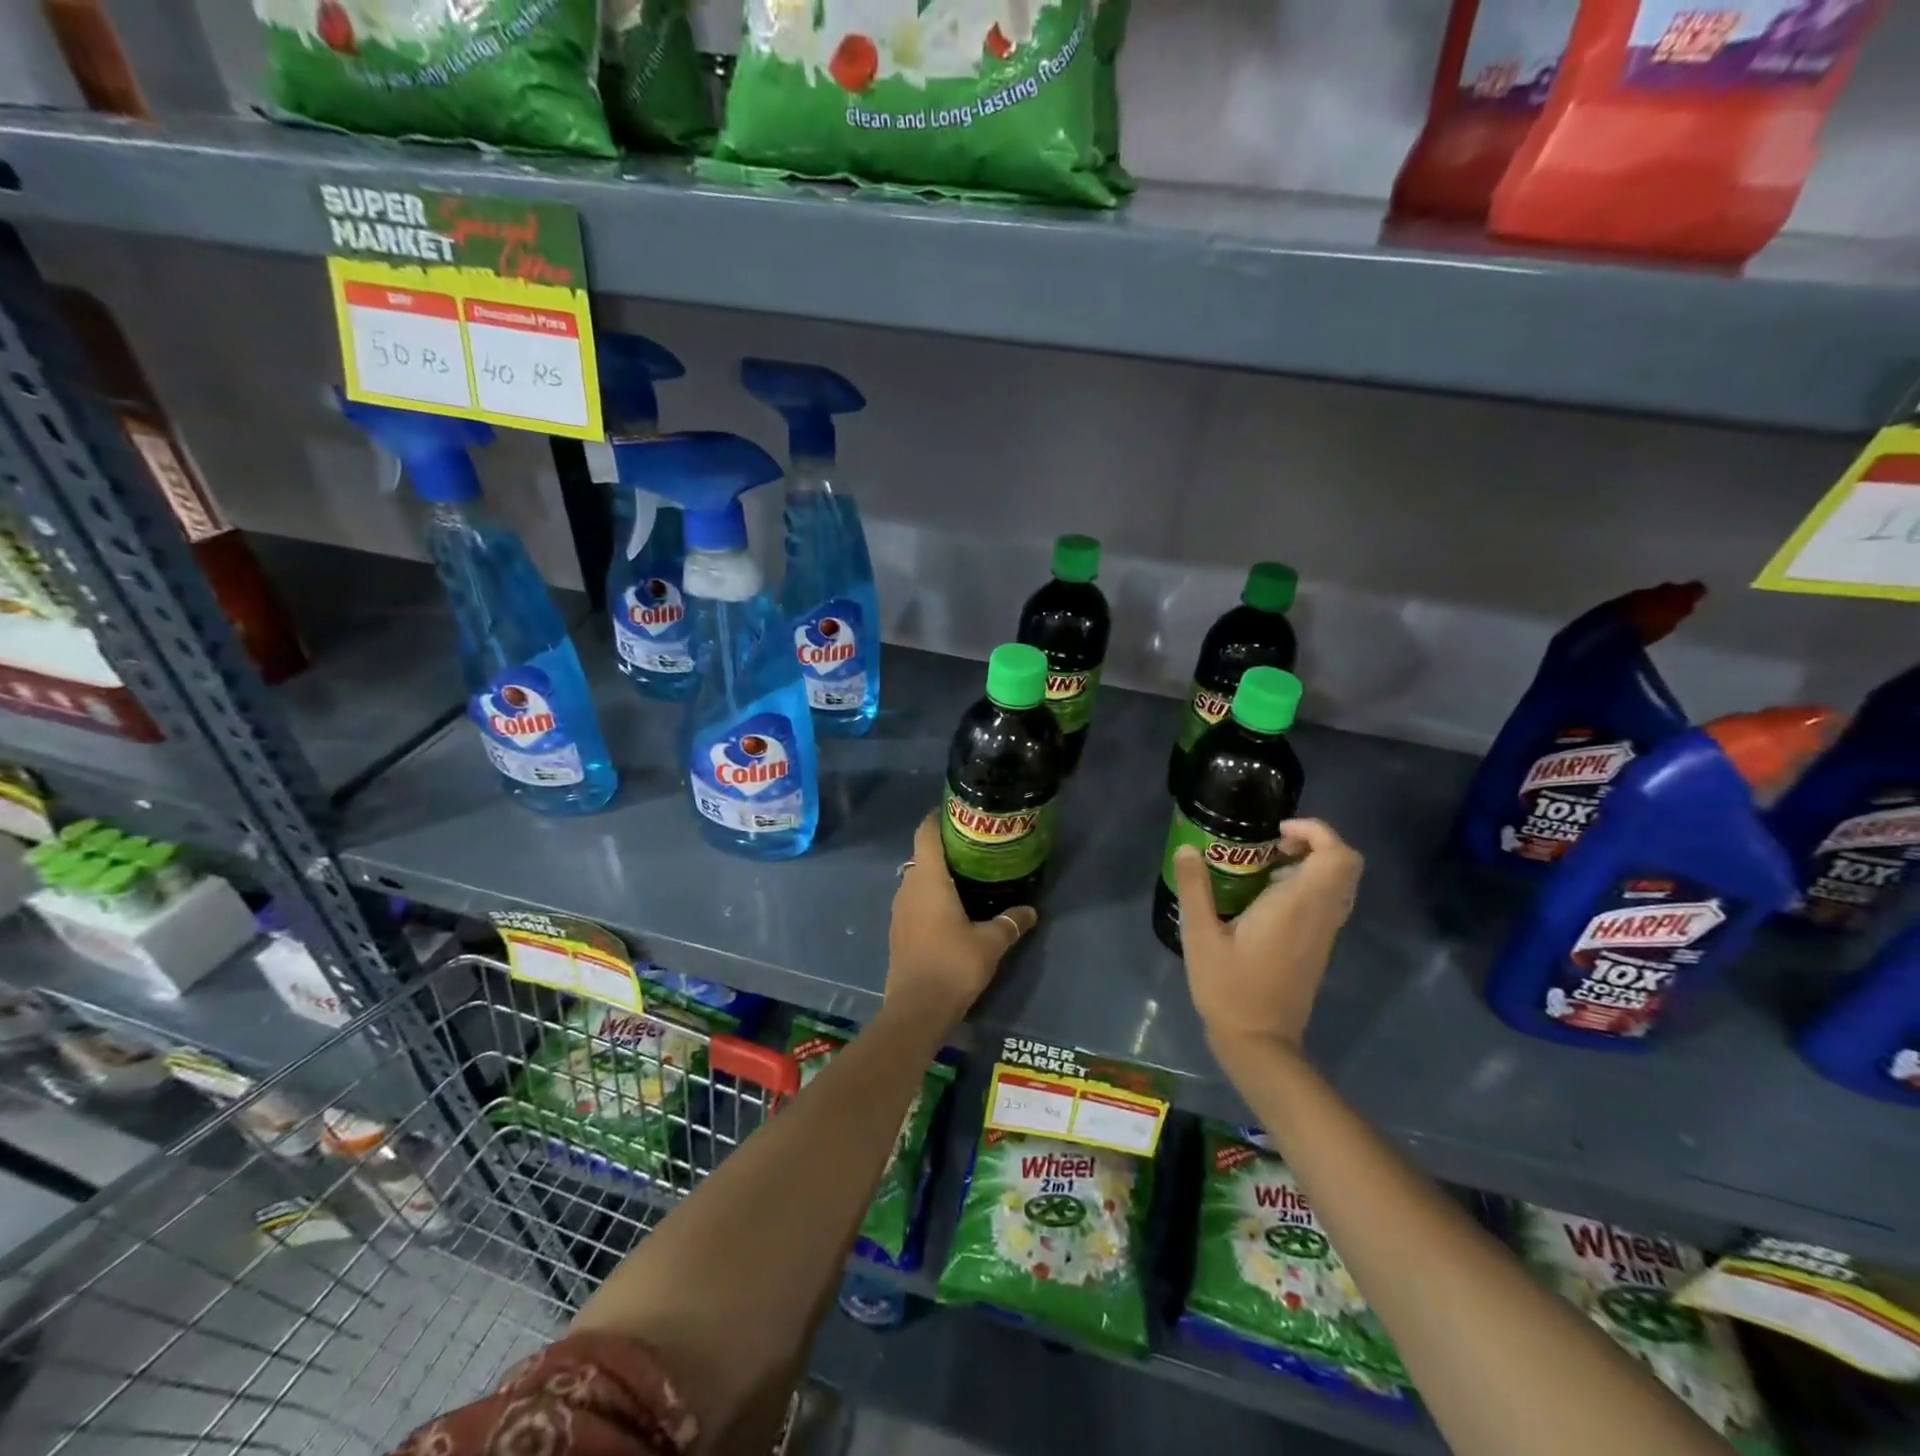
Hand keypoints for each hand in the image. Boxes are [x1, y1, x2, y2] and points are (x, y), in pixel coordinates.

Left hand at [885, 811, 1037, 1029]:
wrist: (916, 1009)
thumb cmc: (953, 964)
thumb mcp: (991, 942)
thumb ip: (1011, 922)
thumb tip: (1031, 911)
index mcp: (928, 879)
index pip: (926, 833)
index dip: (937, 817)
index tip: (956, 811)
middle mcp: (908, 887)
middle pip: (922, 855)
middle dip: (944, 847)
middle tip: (974, 847)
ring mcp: (899, 910)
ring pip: (917, 879)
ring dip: (937, 874)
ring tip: (967, 875)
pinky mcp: (898, 931)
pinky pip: (914, 901)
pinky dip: (930, 896)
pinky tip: (952, 908)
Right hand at [1171, 817, 1362, 1057]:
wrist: (1259, 1042)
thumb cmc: (1228, 988)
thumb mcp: (1200, 936)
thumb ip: (1195, 888)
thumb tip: (1188, 849)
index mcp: (1297, 906)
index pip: (1337, 855)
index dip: (1316, 831)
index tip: (1276, 832)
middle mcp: (1320, 915)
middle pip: (1347, 864)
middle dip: (1315, 843)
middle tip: (1273, 846)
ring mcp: (1324, 933)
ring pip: (1340, 884)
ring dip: (1312, 864)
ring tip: (1266, 867)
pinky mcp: (1319, 947)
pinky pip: (1328, 902)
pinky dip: (1308, 886)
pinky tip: (1266, 898)